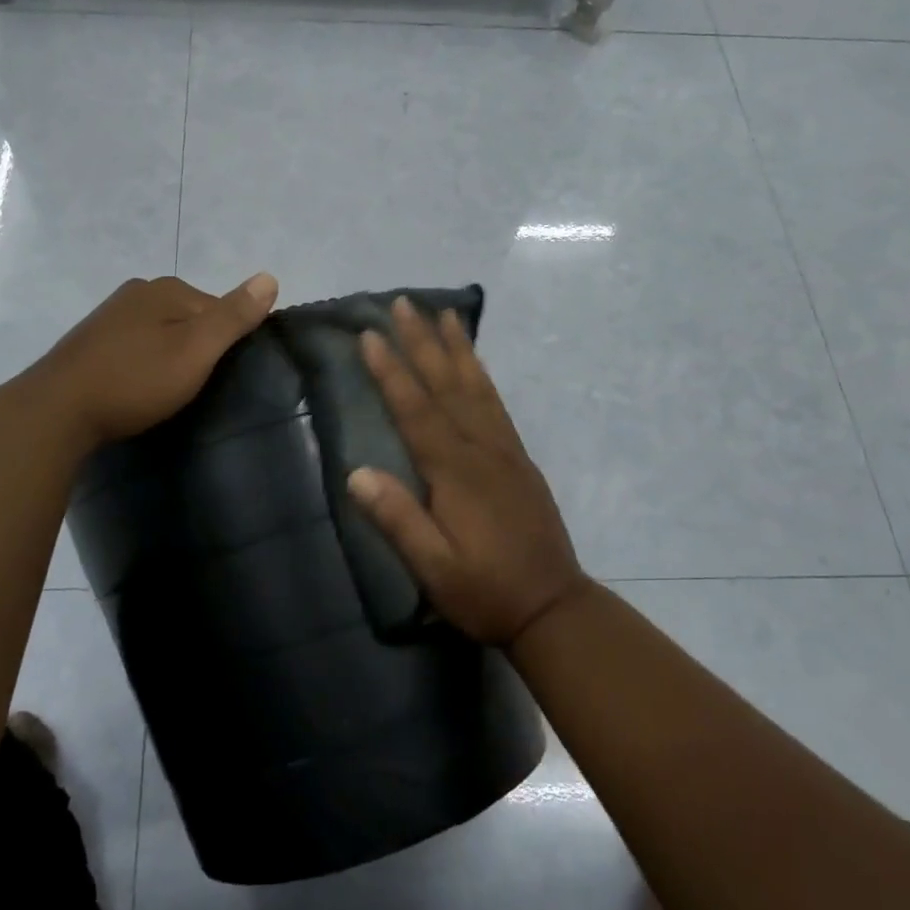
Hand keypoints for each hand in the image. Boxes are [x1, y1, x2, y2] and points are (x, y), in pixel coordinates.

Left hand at [27, 273, 277, 448]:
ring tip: (168, 393)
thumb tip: (270, 277)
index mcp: (165, 288)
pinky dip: (143, 364)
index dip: (226, 343)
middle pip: (188, 319)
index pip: (218, 308)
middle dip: (197, 348)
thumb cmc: (134, 380)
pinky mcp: (90, 342)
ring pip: (160, 333)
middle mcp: (137, 292)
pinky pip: (134, 347)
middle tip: (196, 388)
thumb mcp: (195, 350)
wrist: (56, 412)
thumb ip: (233, 316)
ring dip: (169, 357)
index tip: (223, 377)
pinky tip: (138, 388)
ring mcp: (109, 316)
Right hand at [346, 297, 588, 646]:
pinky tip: (475, 362)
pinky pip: (497, 403)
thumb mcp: (434, 569)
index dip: (390, 371)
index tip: (369, 335)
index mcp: (455, 472)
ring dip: (457, 347)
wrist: (553, 607)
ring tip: (444, 313)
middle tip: (404, 302)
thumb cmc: (485, 592)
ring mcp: (504, 450)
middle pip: (446, 384)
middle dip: (422, 341)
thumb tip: (356, 473)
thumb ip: (398, 520)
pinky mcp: (519, 458)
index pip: (415, 410)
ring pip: (476, 386)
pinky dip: (482, 374)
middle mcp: (481, 449)